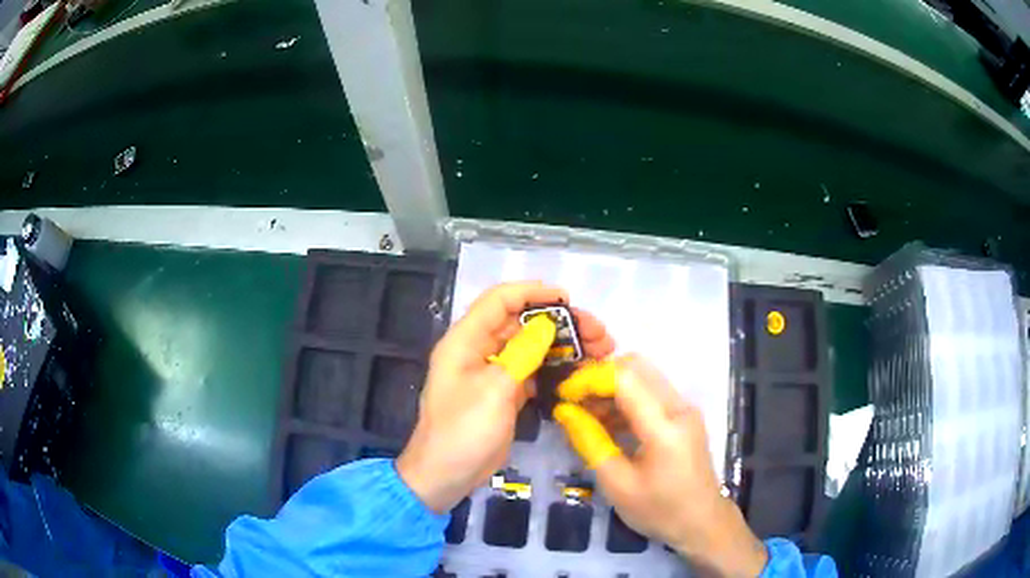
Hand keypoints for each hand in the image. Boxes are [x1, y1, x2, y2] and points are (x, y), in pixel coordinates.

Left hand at [397, 282, 614, 512]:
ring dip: (564, 346)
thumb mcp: (494, 391)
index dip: (533, 293)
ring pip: (531, 347)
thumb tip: (547, 324)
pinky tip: (581, 373)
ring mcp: (493, 373)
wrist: (445, 476)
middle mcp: (478, 350)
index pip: (499, 300)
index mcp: (465, 341)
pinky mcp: (504, 394)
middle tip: (599, 333)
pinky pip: (533, 371)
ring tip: (600, 351)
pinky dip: (556, 369)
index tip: (568, 299)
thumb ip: (521, 354)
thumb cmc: (463, 432)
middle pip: (522, 323)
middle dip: (560, 323)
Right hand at [554, 356, 767, 576]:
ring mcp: (684, 409)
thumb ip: (590, 443)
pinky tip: (606, 423)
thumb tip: (564, 411)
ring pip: (643, 376)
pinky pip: (650, 392)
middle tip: (573, 401)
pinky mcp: (683, 415)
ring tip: (585, 415)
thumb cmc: (659, 511)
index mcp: (665, 427)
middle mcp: (679, 407)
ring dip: (611, 387)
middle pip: (636, 366)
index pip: (624, 379)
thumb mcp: (617, 485)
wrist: (702, 523)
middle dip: (599, 377)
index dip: (589, 379)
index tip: (562, 395)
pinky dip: (625, 399)